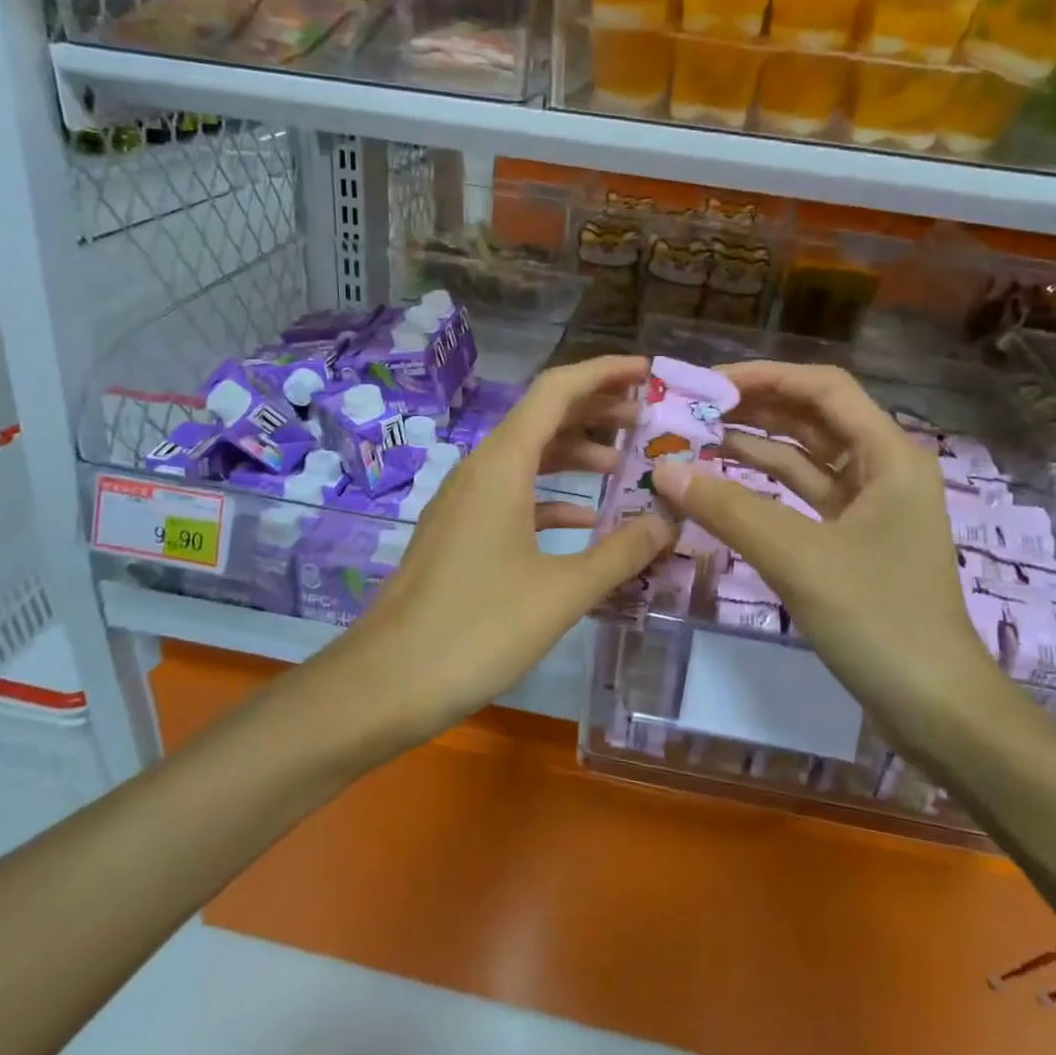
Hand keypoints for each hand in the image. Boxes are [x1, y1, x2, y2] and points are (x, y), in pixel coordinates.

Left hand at [336, 355, 675, 735]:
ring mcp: (465, 502)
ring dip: (576, 454)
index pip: (556, 391)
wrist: (387, 682)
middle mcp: (480, 470)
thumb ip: (621, 553)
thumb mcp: (562, 592)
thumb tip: (668, 521)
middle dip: (597, 411)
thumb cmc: (476, 630)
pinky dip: (552, 496)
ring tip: (625, 466)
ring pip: (528, 458)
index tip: (647, 373)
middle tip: (649, 422)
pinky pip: (513, 495)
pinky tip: (583, 521)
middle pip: (543, 418)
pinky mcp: (459, 533)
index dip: (603, 373)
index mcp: (502, 465)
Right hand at [650, 361, 995, 715]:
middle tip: (690, 411)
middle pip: (812, 419)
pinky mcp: (852, 541)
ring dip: (754, 448)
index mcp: (890, 454)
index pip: (823, 388)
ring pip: (805, 459)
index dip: (765, 377)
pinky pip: (801, 498)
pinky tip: (721, 486)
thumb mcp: (798, 557)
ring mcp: (869, 507)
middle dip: (753, 409)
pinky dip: (763, 490)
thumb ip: (729, 509)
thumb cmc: (879, 619)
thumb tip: (664, 470)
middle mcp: (883, 469)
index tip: (707, 384)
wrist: (935, 707)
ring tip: (694, 441)